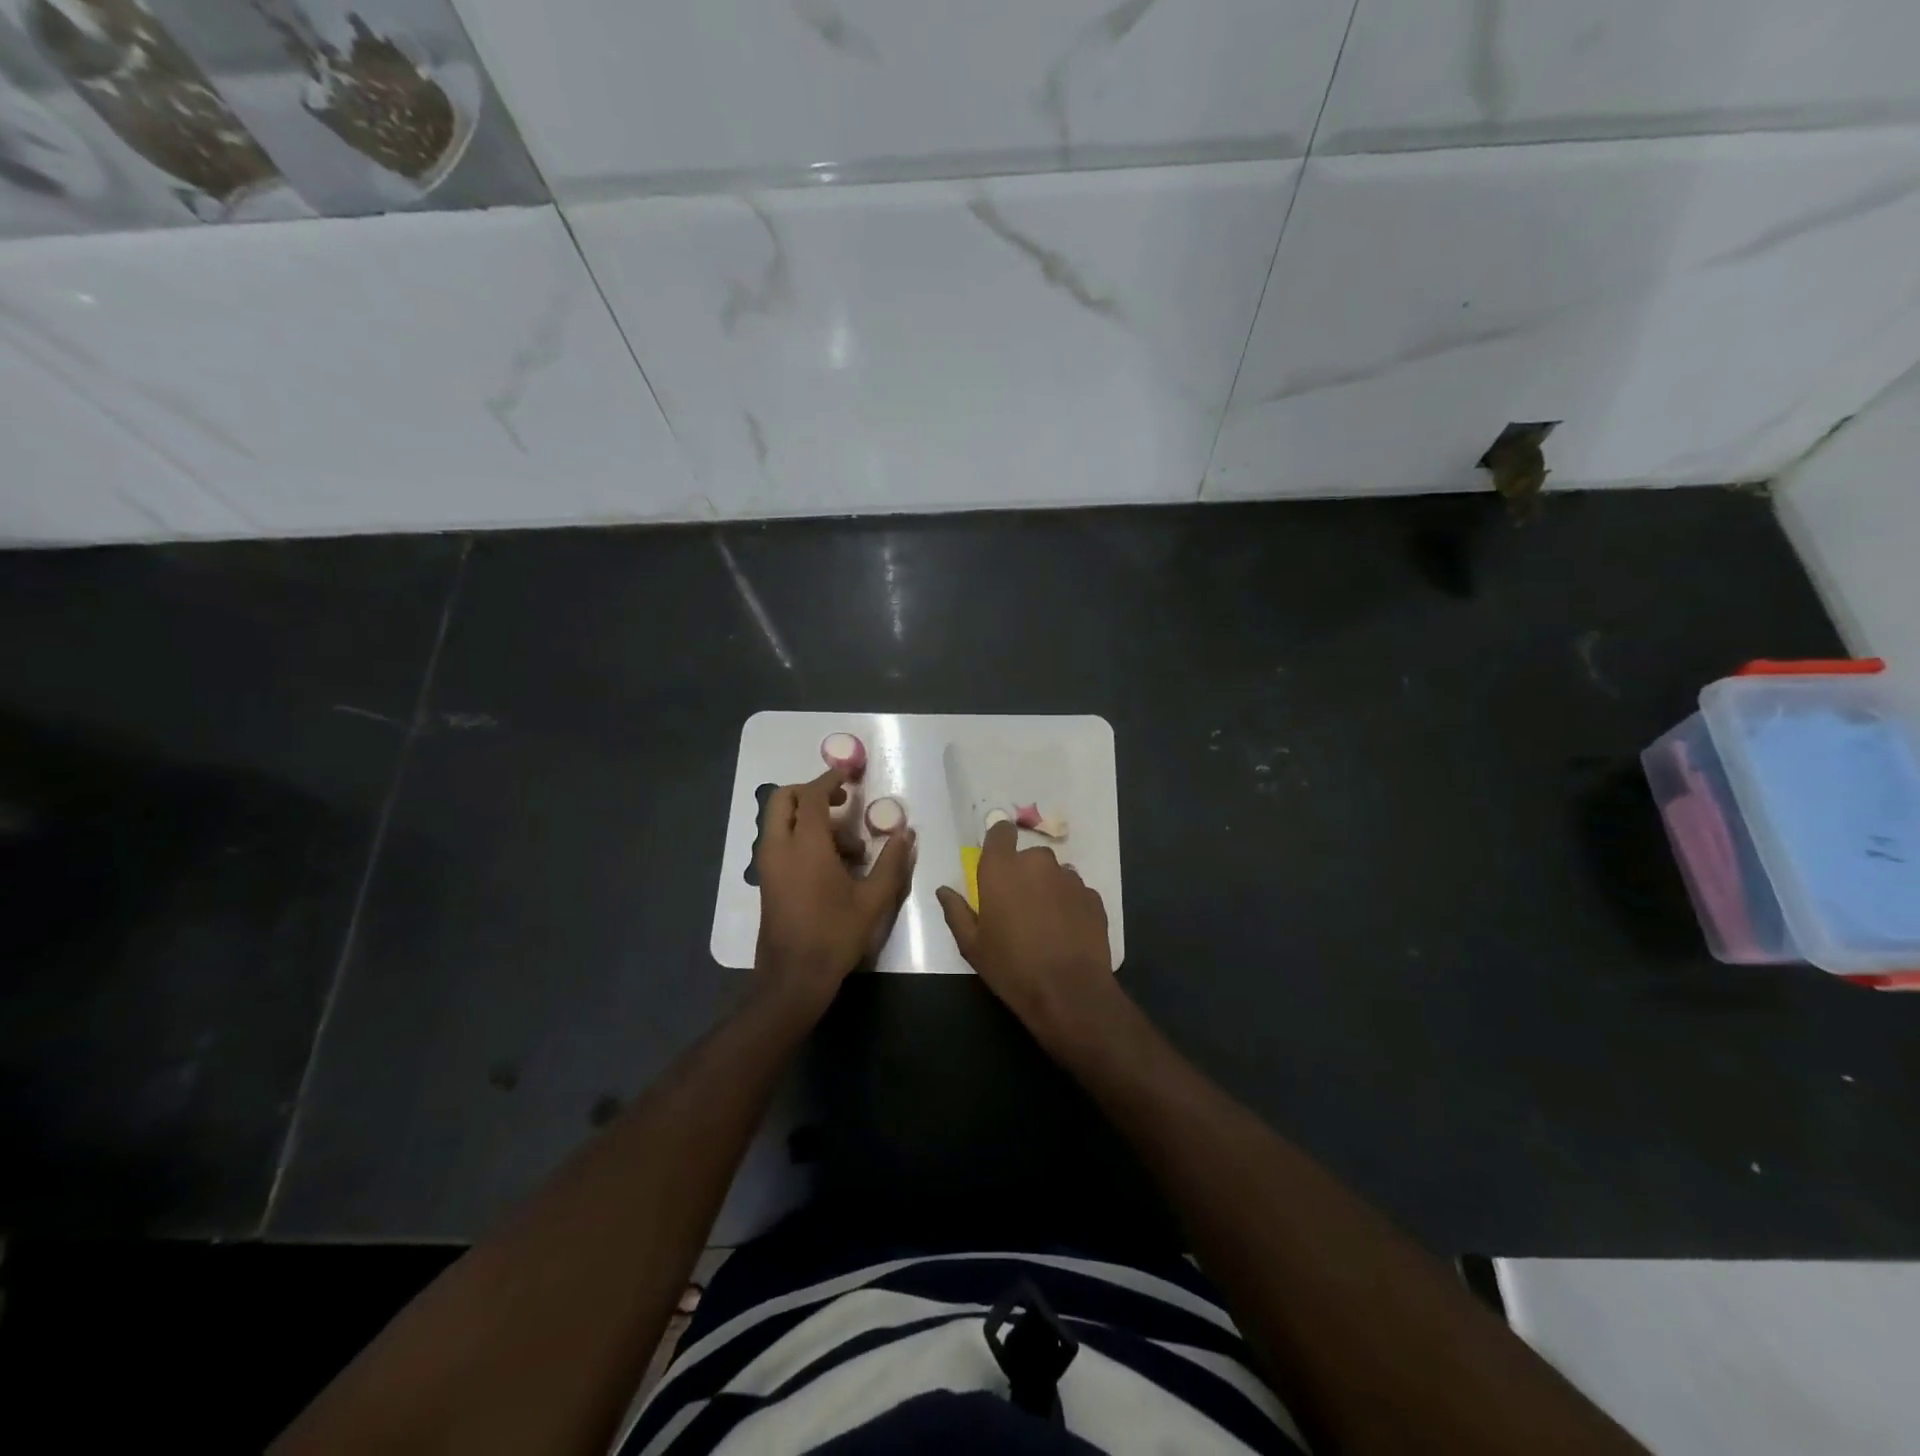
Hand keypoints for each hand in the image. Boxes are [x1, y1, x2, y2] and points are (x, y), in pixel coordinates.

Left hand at [754, 767, 915, 1008]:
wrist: (793, 978)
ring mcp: (768, 865)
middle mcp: (779, 847)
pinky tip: (832, 866)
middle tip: (841, 803)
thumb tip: (906, 834)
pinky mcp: (766, 880)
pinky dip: (801, 837)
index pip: (811, 796)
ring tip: (849, 849)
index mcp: (805, 845)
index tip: (849, 774)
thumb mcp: (874, 900)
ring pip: (780, 821)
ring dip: (809, 819)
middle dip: (810, 792)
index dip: (829, 780)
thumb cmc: (835, 935)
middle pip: (783, 799)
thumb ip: (891, 862)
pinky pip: (779, 842)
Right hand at [936, 820, 1114, 1034]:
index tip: (997, 862)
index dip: (999, 841)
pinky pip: (1075, 891)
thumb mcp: (972, 946)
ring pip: (1054, 873)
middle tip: (1019, 906)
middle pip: (1029, 856)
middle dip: (1024, 874)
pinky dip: (1069, 904)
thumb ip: (956, 912)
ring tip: (1045, 923)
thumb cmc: (1012, 967)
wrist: (1069, 992)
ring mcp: (1069, 878)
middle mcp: (1037, 863)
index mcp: (1002, 869)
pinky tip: (1066, 932)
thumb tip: (944, 891)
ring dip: (1048, 889)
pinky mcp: (1092, 896)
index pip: (1001, 831)